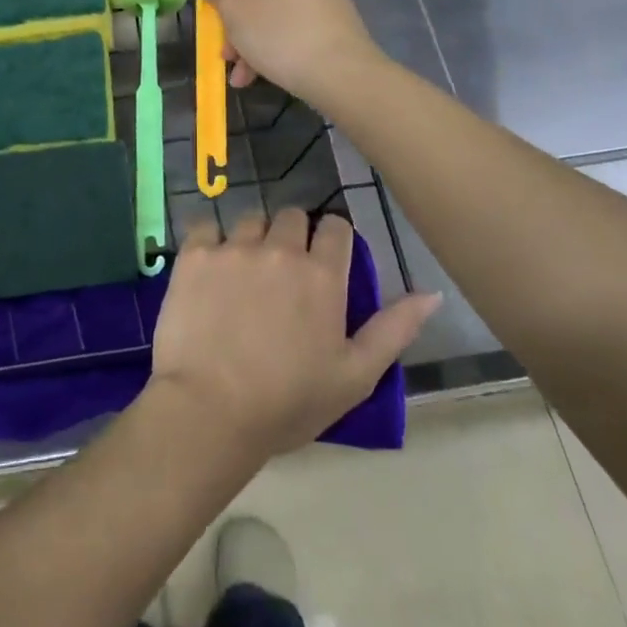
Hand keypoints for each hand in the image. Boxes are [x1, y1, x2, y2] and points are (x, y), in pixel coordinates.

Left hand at [148, 208, 440, 462]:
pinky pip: (206, 228)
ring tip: (244, 274)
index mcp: (322, 275)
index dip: (332, 240)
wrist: (209, 410)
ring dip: (252, 239)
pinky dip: (210, 244)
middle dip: (292, 236)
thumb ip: (395, 329)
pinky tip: (209, 272)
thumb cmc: (288, 402)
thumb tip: (432, 293)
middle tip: (282, 273)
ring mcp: (234, 248)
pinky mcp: (195, 254)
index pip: (335, 227)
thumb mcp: (355, 376)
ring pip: (250, 219)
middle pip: (291, 216)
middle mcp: (280, 249)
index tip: (323, 261)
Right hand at [192, 0, 380, 109]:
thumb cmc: (276, 28)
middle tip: (215, 28)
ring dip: (245, 27)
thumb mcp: (232, 7)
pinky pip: (289, 15)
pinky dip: (269, 37)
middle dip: (230, 0)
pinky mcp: (330, 12)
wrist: (340, 70)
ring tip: (231, 63)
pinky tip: (252, 74)